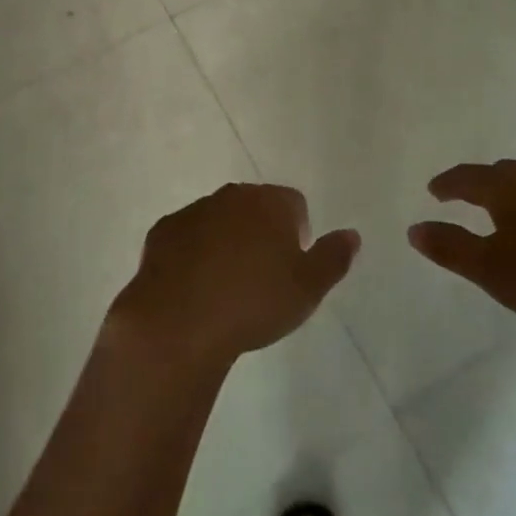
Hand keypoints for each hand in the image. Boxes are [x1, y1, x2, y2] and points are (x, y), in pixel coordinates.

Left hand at [107, 184, 359, 374]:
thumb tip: (352, 234)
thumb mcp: (307, 289)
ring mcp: (194, 210)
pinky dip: (194, 252)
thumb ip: (333, 258)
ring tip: (228, 285)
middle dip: (261, 232)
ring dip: (227, 240)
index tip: (292, 266)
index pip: (294, 204)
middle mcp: (231, 195)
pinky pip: (188, 236)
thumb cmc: (254, 302)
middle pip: (255, 206)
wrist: (181, 319)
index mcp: (269, 202)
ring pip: (220, 219)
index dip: (298, 232)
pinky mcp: (163, 230)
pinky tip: (196, 286)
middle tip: (262, 276)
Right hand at [408, 161, 515, 348]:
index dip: (448, 183)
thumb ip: (452, 248)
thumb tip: (413, 228)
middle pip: (505, 173)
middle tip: (467, 196)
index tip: (434, 190)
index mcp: (512, 188)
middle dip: (483, 183)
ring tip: (511, 212)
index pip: (469, 177)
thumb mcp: (496, 272)